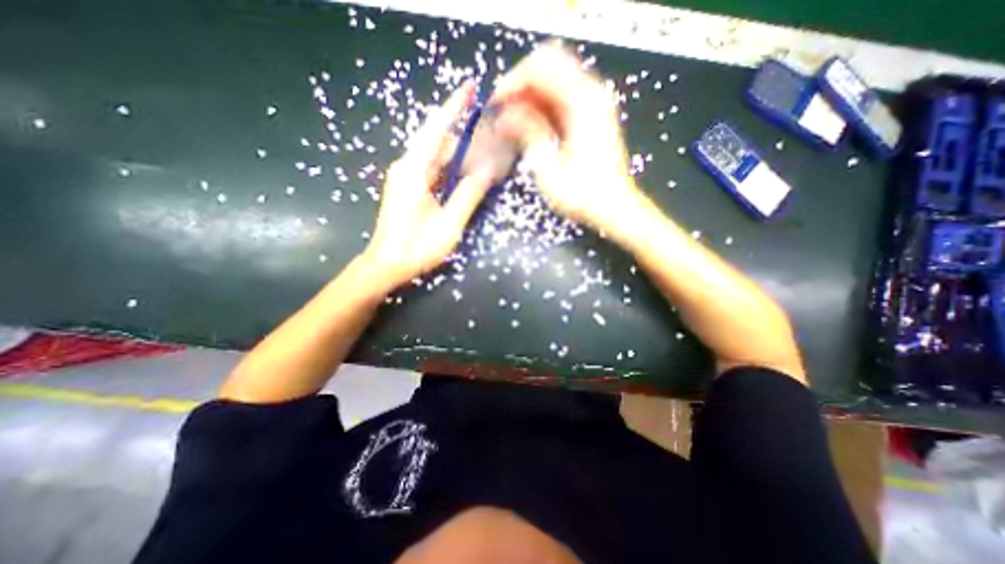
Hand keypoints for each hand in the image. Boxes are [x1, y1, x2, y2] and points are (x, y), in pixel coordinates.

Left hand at [367, 81, 495, 289]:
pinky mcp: (408, 188)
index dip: (454, 108)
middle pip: (437, 141)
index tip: (470, 88)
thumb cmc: (417, 247)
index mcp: (414, 171)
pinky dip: (449, 166)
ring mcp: (405, 177)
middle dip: (462, 133)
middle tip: (488, 131)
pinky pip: (431, 169)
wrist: (387, 264)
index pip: (436, 129)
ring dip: (457, 152)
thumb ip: (468, 195)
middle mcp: (407, 167)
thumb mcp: (449, 223)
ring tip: (482, 151)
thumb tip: (488, 170)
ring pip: (435, 156)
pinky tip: (464, 170)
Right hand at [494, 42, 648, 233]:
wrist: (612, 207)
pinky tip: (531, 126)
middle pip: (548, 65)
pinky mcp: (592, 115)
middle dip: (520, 86)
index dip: (512, 82)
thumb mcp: (548, 168)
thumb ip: (528, 133)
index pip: (540, 67)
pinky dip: (543, 106)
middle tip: (503, 114)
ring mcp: (594, 103)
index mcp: (581, 102)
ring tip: (513, 123)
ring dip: (530, 96)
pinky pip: (562, 96)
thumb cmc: (581, 194)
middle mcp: (591, 93)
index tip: (495, 106)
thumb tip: (505, 115)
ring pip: (554, 80)